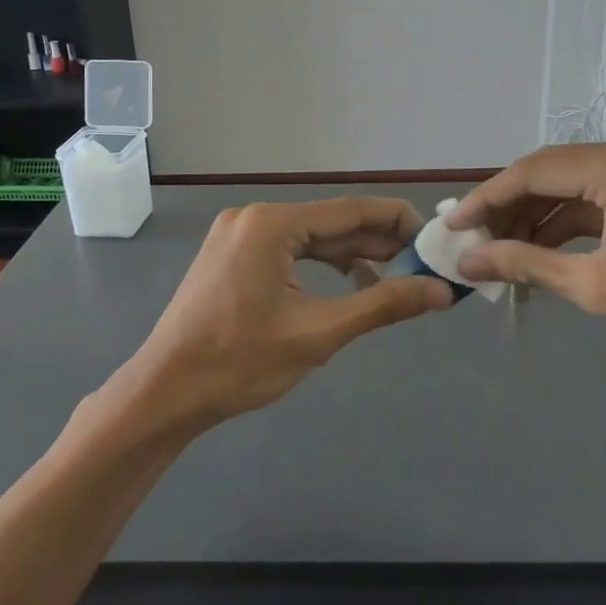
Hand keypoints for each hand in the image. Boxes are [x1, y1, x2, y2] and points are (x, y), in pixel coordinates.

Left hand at [122, 197, 451, 429]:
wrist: (165, 393)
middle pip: (329, 223)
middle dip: (375, 242)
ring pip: (309, 238)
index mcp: (271, 224)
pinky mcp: (231, 257)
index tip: (432, 236)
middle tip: (421, 262)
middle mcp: (253, 217)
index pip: (349, 211)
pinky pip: (288, 251)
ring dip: (350, 256)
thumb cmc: (239, 362)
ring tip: (394, 277)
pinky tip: (348, 285)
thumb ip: (382, 304)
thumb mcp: (319, 333)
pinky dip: (320, 266)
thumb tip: (440, 292)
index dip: (396, 221)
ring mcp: (237, 236)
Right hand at [447, 138, 605, 375]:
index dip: (487, 198)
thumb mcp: (599, 287)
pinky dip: (573, 221)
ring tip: (504, 251)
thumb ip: (526, 265)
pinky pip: (604, 196)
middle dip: (511, 208)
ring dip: (540, 216)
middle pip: (554, 172)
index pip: (534, 170)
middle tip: (476, 245)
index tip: (453, 226)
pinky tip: (545, 248)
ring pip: (578, 185)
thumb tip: (468, 263)